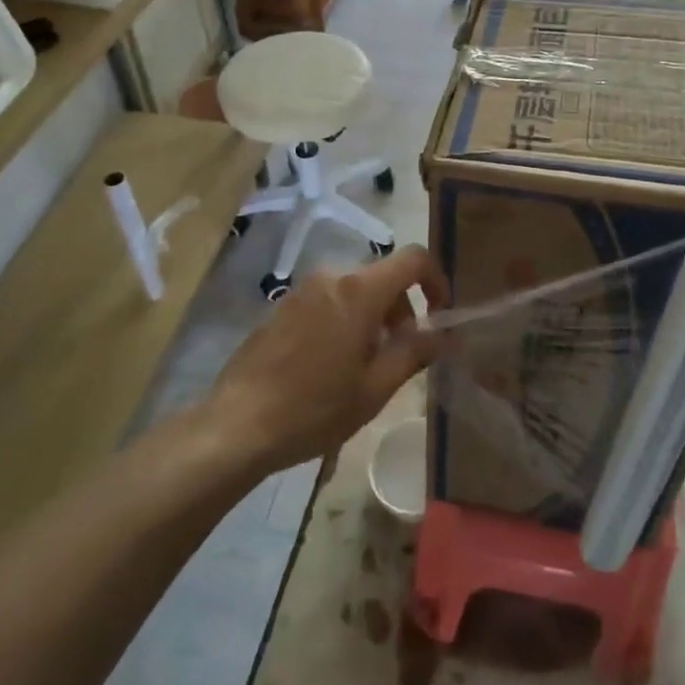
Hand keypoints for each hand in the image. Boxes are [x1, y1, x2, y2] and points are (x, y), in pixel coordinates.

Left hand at [202, 247, 449, 473]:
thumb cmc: (314, 408)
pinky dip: (346, 319)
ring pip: (356, 289)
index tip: (441, 315)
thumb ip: (416, 352)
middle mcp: (332, 276)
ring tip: (367, 365)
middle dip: (403, 309)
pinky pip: (330, 299)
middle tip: (402, 354)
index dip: (437, 280)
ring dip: (374, 317)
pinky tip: (333, 365)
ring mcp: (303, 288)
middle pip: (384, 277)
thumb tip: (448, 335)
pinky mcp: (283, 305)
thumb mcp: (375, 388)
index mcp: (359, 290)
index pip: (414, 259)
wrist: (236, 425)